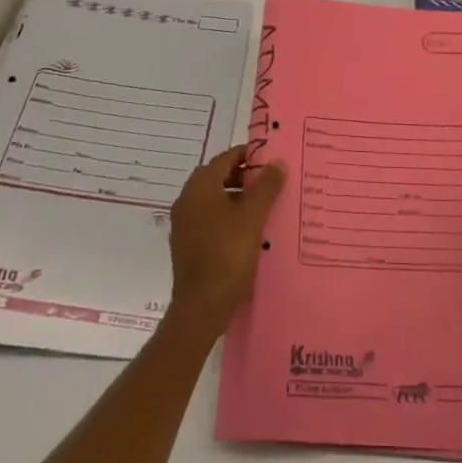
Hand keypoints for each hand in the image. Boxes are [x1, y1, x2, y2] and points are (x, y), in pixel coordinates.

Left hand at [166, 145, 285, 334]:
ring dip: (236, 198)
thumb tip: (278, 161)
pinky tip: (247, 231)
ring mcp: (184, 222)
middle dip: (244, 177)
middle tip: (271, 184)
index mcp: (200, 186)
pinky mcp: (186, 242)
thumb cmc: (228, 254)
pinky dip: (227, 216)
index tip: (272, 161)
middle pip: (218, 176)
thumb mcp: (253, 217)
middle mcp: (187, 199)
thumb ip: (266, 187)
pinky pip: (208, 218)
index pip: (226, 158)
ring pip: (213, 199)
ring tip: (264, 208)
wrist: (201, 306)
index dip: (249, 156)